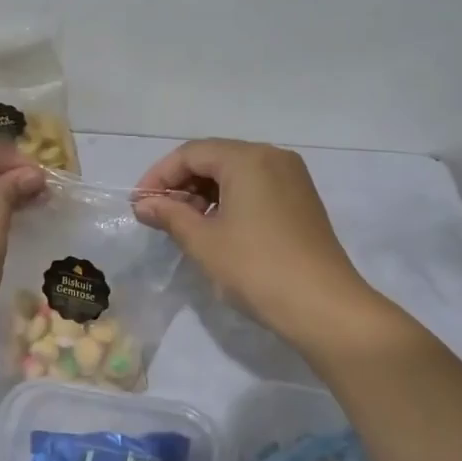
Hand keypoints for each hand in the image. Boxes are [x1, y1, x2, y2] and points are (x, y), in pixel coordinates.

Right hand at [134, 139, 381, 352]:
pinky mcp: (301, 201)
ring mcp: (292, 179)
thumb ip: (170, 215)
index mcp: (248, 158)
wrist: (323, 306)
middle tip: (158, 216)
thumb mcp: (203, 242)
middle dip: (181, 184)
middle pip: (215, 158)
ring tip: (183, 225)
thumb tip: (144, 204)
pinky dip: (229, 201)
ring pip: (236, 174)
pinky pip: (255, 188)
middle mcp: (273, 157)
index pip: (191, 153)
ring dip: (204, 193)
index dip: (159, 176)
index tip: (138, 204)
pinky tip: (216, 229)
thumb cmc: (255, 268)